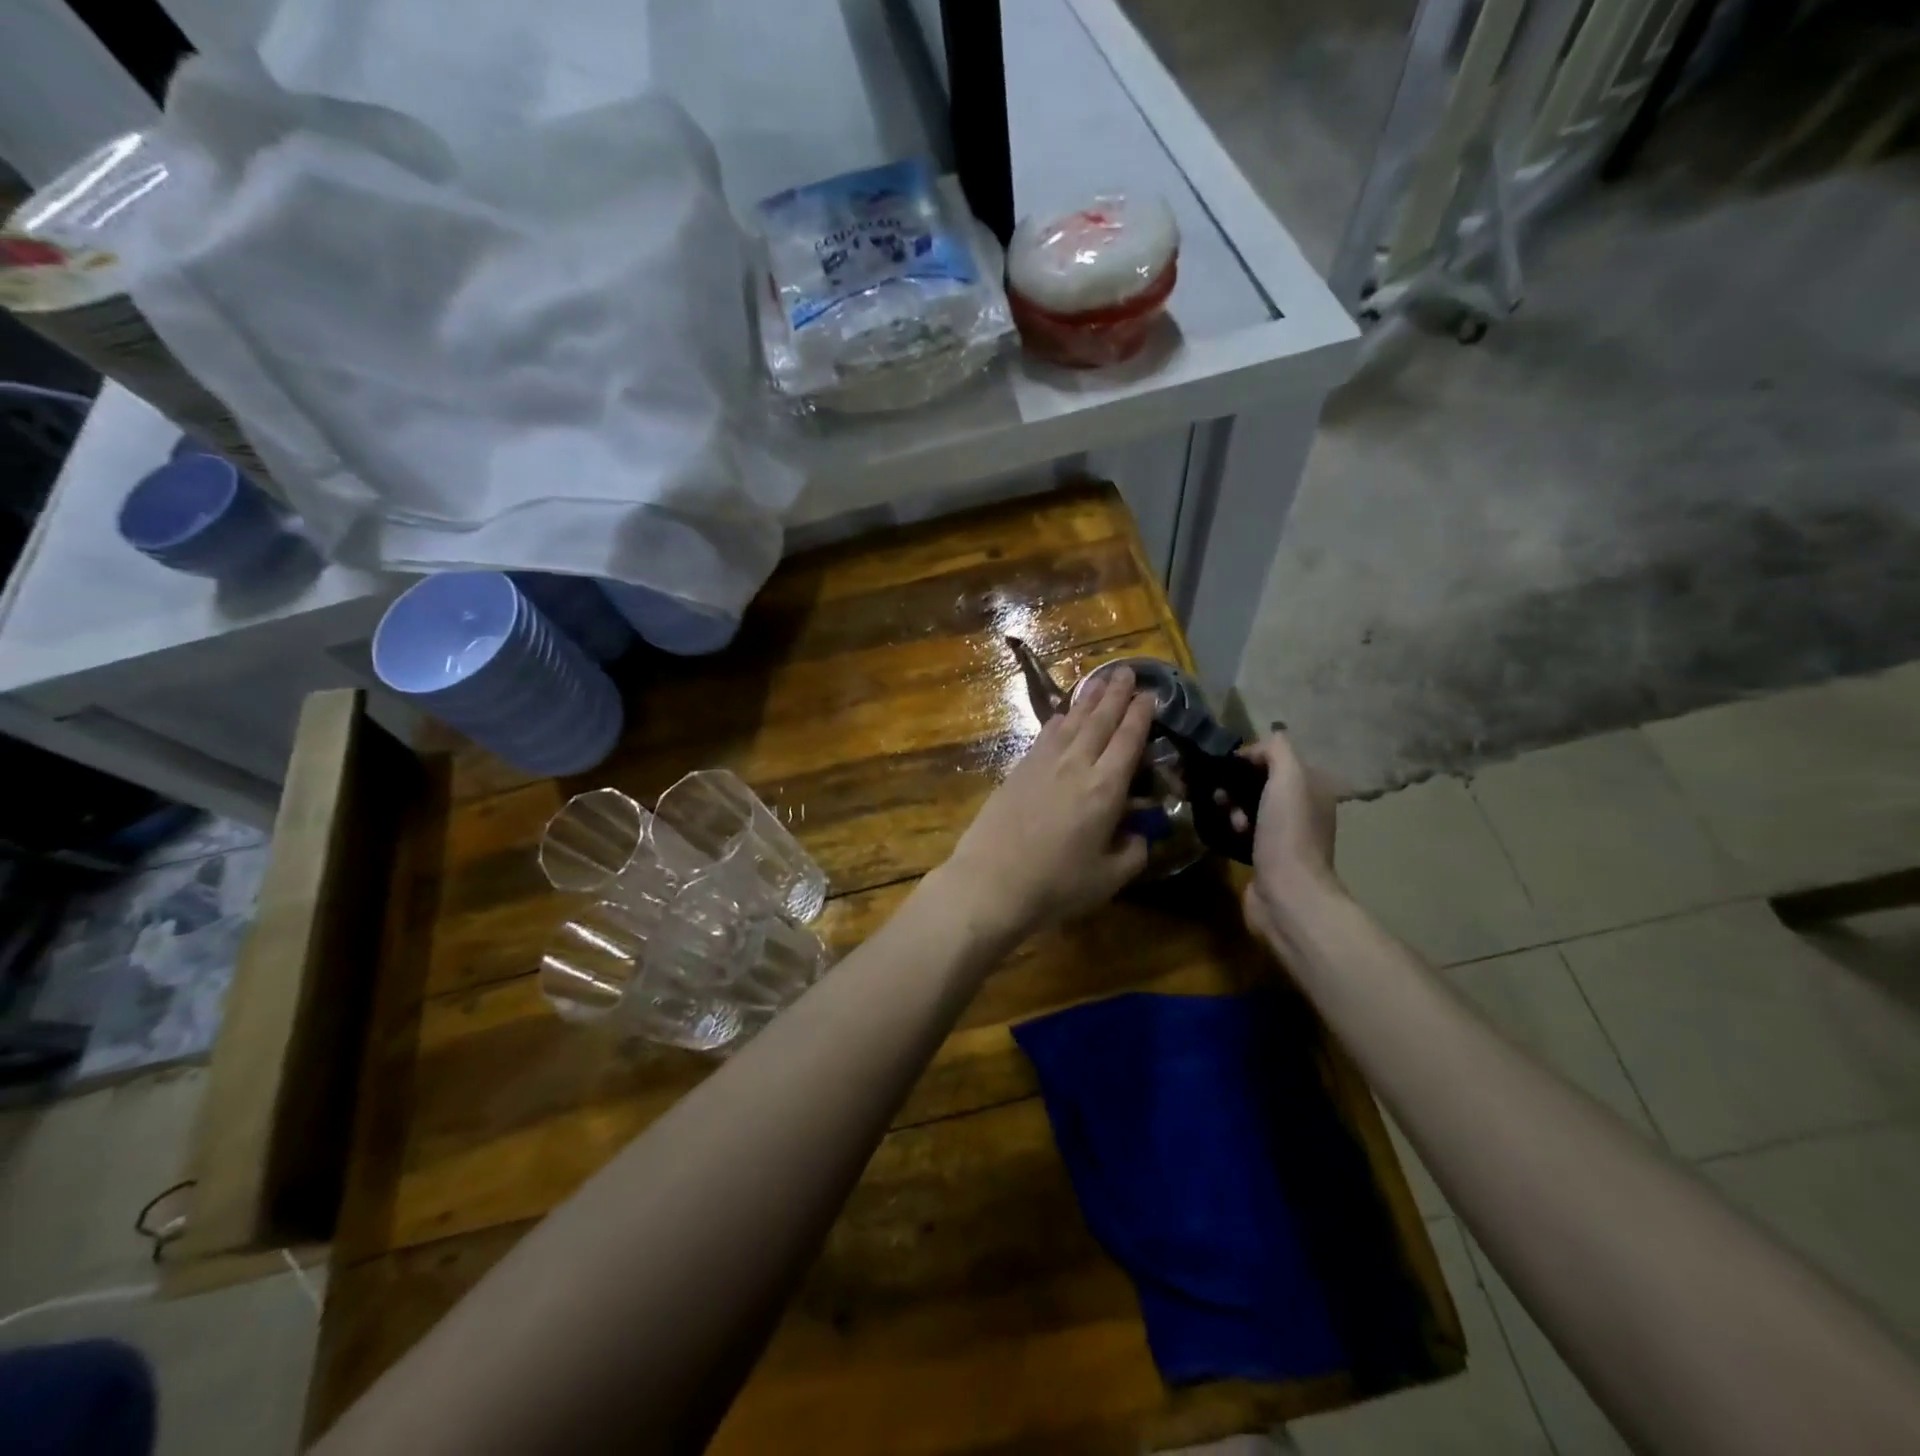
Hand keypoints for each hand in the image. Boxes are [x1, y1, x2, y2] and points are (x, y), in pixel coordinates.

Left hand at [939, 666, 1155, 941]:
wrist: (991, 882)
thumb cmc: (1056, 885)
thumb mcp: (1108, 878)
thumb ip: (1133, 852)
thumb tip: (1139, 834)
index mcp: (1105, 789)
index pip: (1128, 741)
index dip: (1140, 716)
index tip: (1149, 695)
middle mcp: (1076, 766)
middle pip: (1100, 721)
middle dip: (1115, 694)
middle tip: (1127, 671)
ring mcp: (1043, 764)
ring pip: (1071, 722)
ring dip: (1088, 698)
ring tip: (1100, 679)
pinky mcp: (1018, 770)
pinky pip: (1046, 735)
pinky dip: (1059, 719)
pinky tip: (1063, 714)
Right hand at [1234, 733, 1341, 949]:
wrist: (1286, 893)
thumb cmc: (1288, 832)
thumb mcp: (1288, 778)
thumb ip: (1276, 750)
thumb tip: (1256, 746)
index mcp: (1314, 787)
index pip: (1277, 758)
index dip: (1250, 757)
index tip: (1225, 765)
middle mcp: (1302, 809)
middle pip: (1259, 782)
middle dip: (1235, 783)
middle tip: (1218, 792)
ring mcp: (1284, 834)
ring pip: (1247, 806)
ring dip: (1229, 806)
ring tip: (1222, 815)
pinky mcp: (1264, 856)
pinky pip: (1241, 830)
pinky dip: (1229, 827)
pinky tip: (1220, 831)